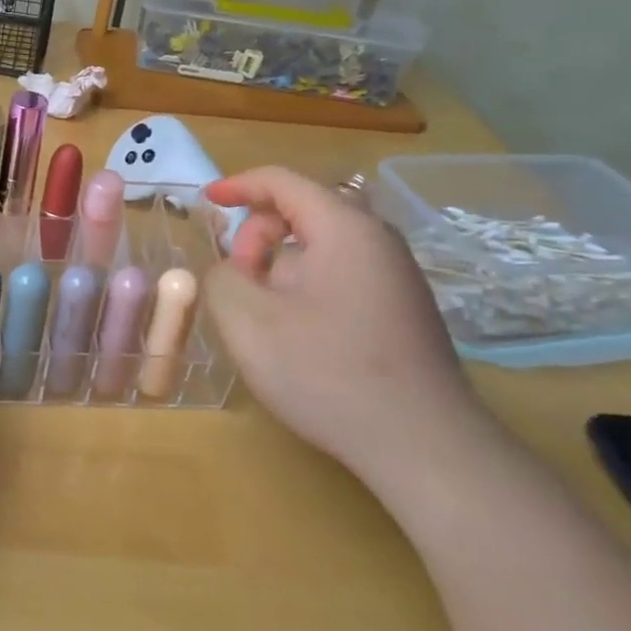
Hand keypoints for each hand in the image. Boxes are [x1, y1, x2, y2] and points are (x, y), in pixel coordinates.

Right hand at [203, 165, 491, 491]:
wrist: (425, 448)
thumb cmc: (328, 372)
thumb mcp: (248, 320)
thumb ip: (221, 277)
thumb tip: (231, 269)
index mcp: (344, 228)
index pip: (282, 181)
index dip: (237, 185)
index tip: (204, 201)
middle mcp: (377, 242)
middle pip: (302, 213)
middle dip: (256, 237)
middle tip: (237, 282)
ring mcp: (396, 278)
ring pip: (319, 249)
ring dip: (279, 268)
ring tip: (263, 317)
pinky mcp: (402, 310)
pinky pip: (340, 277)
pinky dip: (305, 288)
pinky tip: (297, 337)